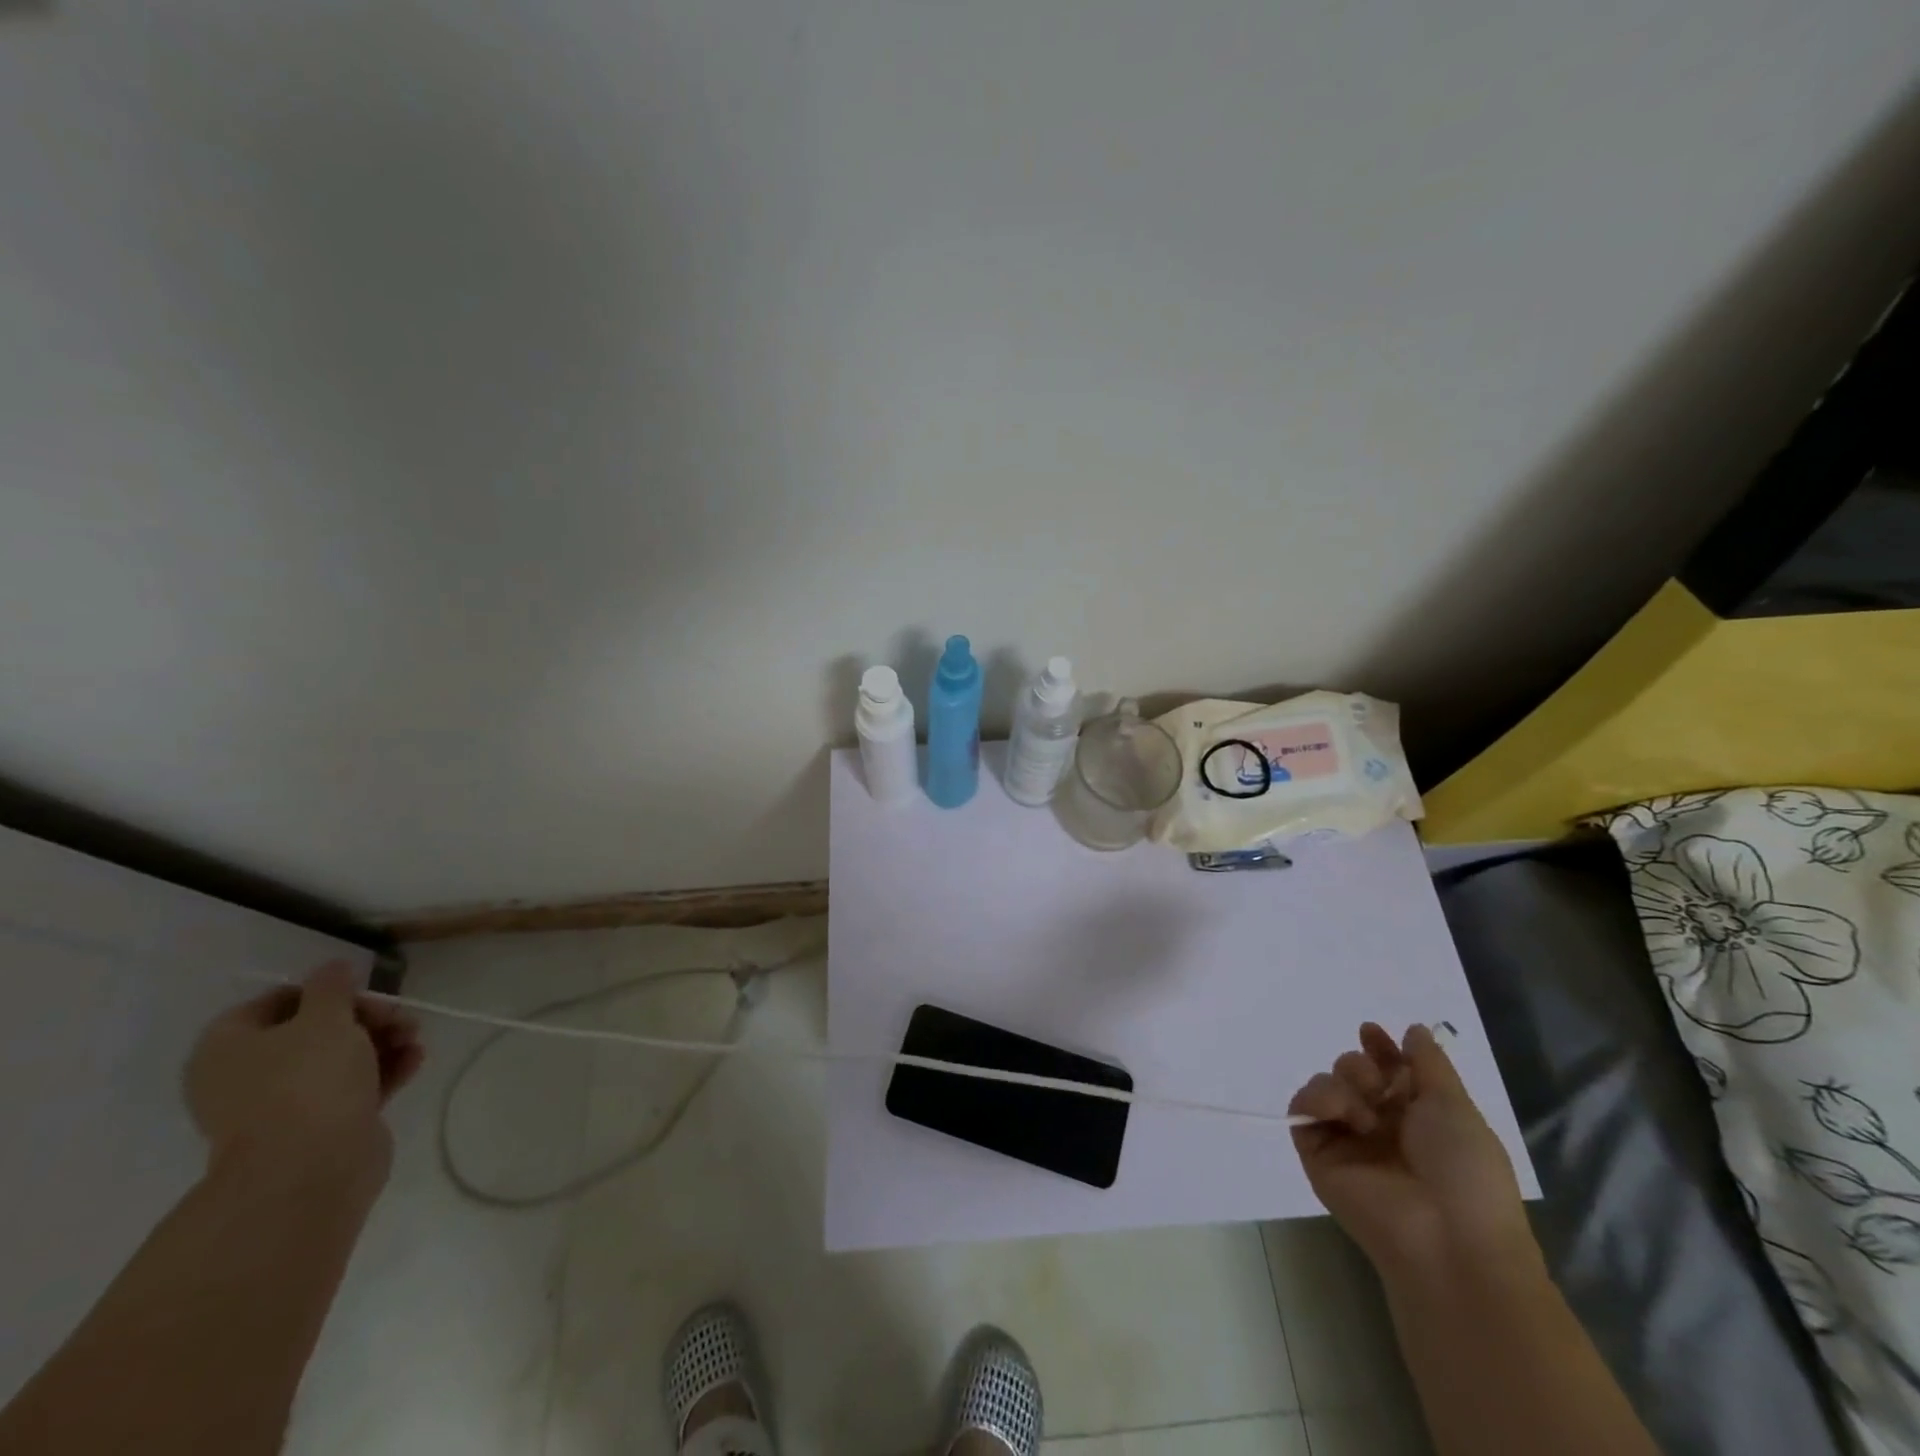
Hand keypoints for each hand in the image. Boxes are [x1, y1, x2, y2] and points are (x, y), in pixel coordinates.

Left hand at [184, 962, 423, 1187]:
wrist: (310, 1168)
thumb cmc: (307, 1081)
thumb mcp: (325, 1018)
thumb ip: (331, 987)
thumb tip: (332, 967)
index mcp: (227, 1048)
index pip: (276, 1001)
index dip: (323, 991)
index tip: (362, 990)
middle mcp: (247, 1075)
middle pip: (314, 1030)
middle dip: (365, 1017)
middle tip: (398, 1015)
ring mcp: (283, 1104)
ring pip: (339, 1058)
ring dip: (382, 1041)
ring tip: (415, 1037)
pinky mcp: (320, 1125)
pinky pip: (354, 1086)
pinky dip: (385, 1070)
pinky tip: (415, 1059)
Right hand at [1290, 1023, 1534, 1279]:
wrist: (1447, 1237)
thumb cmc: (1465, 1171)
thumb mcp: (1456, 1107)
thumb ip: (1429, 1063)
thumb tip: (1413, 1030)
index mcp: (1416, 1116)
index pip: (1386, 1068)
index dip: (1378, 1047)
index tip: (1371, 1031)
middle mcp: (1379, 1125)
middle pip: (1352, 1070)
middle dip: (1361, 1066)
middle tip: (1378, 1088)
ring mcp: (1346, 1139)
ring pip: (1326, 1083)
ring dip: (1345, 1083)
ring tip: (1366, 1114)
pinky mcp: (1316, 1153)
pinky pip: (1302, 1107)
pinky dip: (1318, 1100)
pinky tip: (1344, 1116)